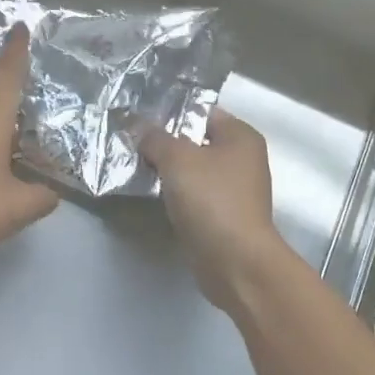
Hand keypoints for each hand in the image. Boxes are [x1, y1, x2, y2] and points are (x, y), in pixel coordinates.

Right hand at [139, 108, 291, 314]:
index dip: (171, 112)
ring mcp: (234, 190)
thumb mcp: (177, 159)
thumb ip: (155, 138)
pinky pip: (194, 195)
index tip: (139, 117)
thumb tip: (137, 125)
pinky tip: (152, 193)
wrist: (235, 262)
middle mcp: (243, 159)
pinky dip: (176, 194)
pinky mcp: (223, 216)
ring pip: (193, 170)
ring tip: (135, 165)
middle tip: (131, 142)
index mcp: (241, 136)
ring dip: (168, 170)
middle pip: (196, 141)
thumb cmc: (212, 200)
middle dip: (165, 142)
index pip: (202, 112)